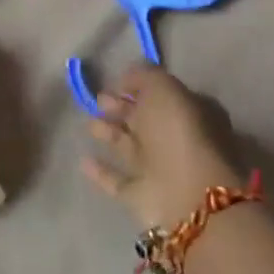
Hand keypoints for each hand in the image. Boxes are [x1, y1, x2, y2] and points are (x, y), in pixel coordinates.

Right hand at [81, 62, 244, 230]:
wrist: (186, 196)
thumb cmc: (179, 132)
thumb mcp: (164, 88)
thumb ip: (144, 76)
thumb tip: (127, 79)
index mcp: (190, 112)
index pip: (162, 94)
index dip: (139, 86)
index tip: (115, 82)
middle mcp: (177, 140)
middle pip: (144, 119)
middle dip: (120, 107)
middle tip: (98, 99)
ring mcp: (160, 170)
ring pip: (129, 147)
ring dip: (109, 133)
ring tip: (88, 122)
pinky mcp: (142, 197)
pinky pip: (118, 180)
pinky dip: (102, 171)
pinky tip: (83, 160)